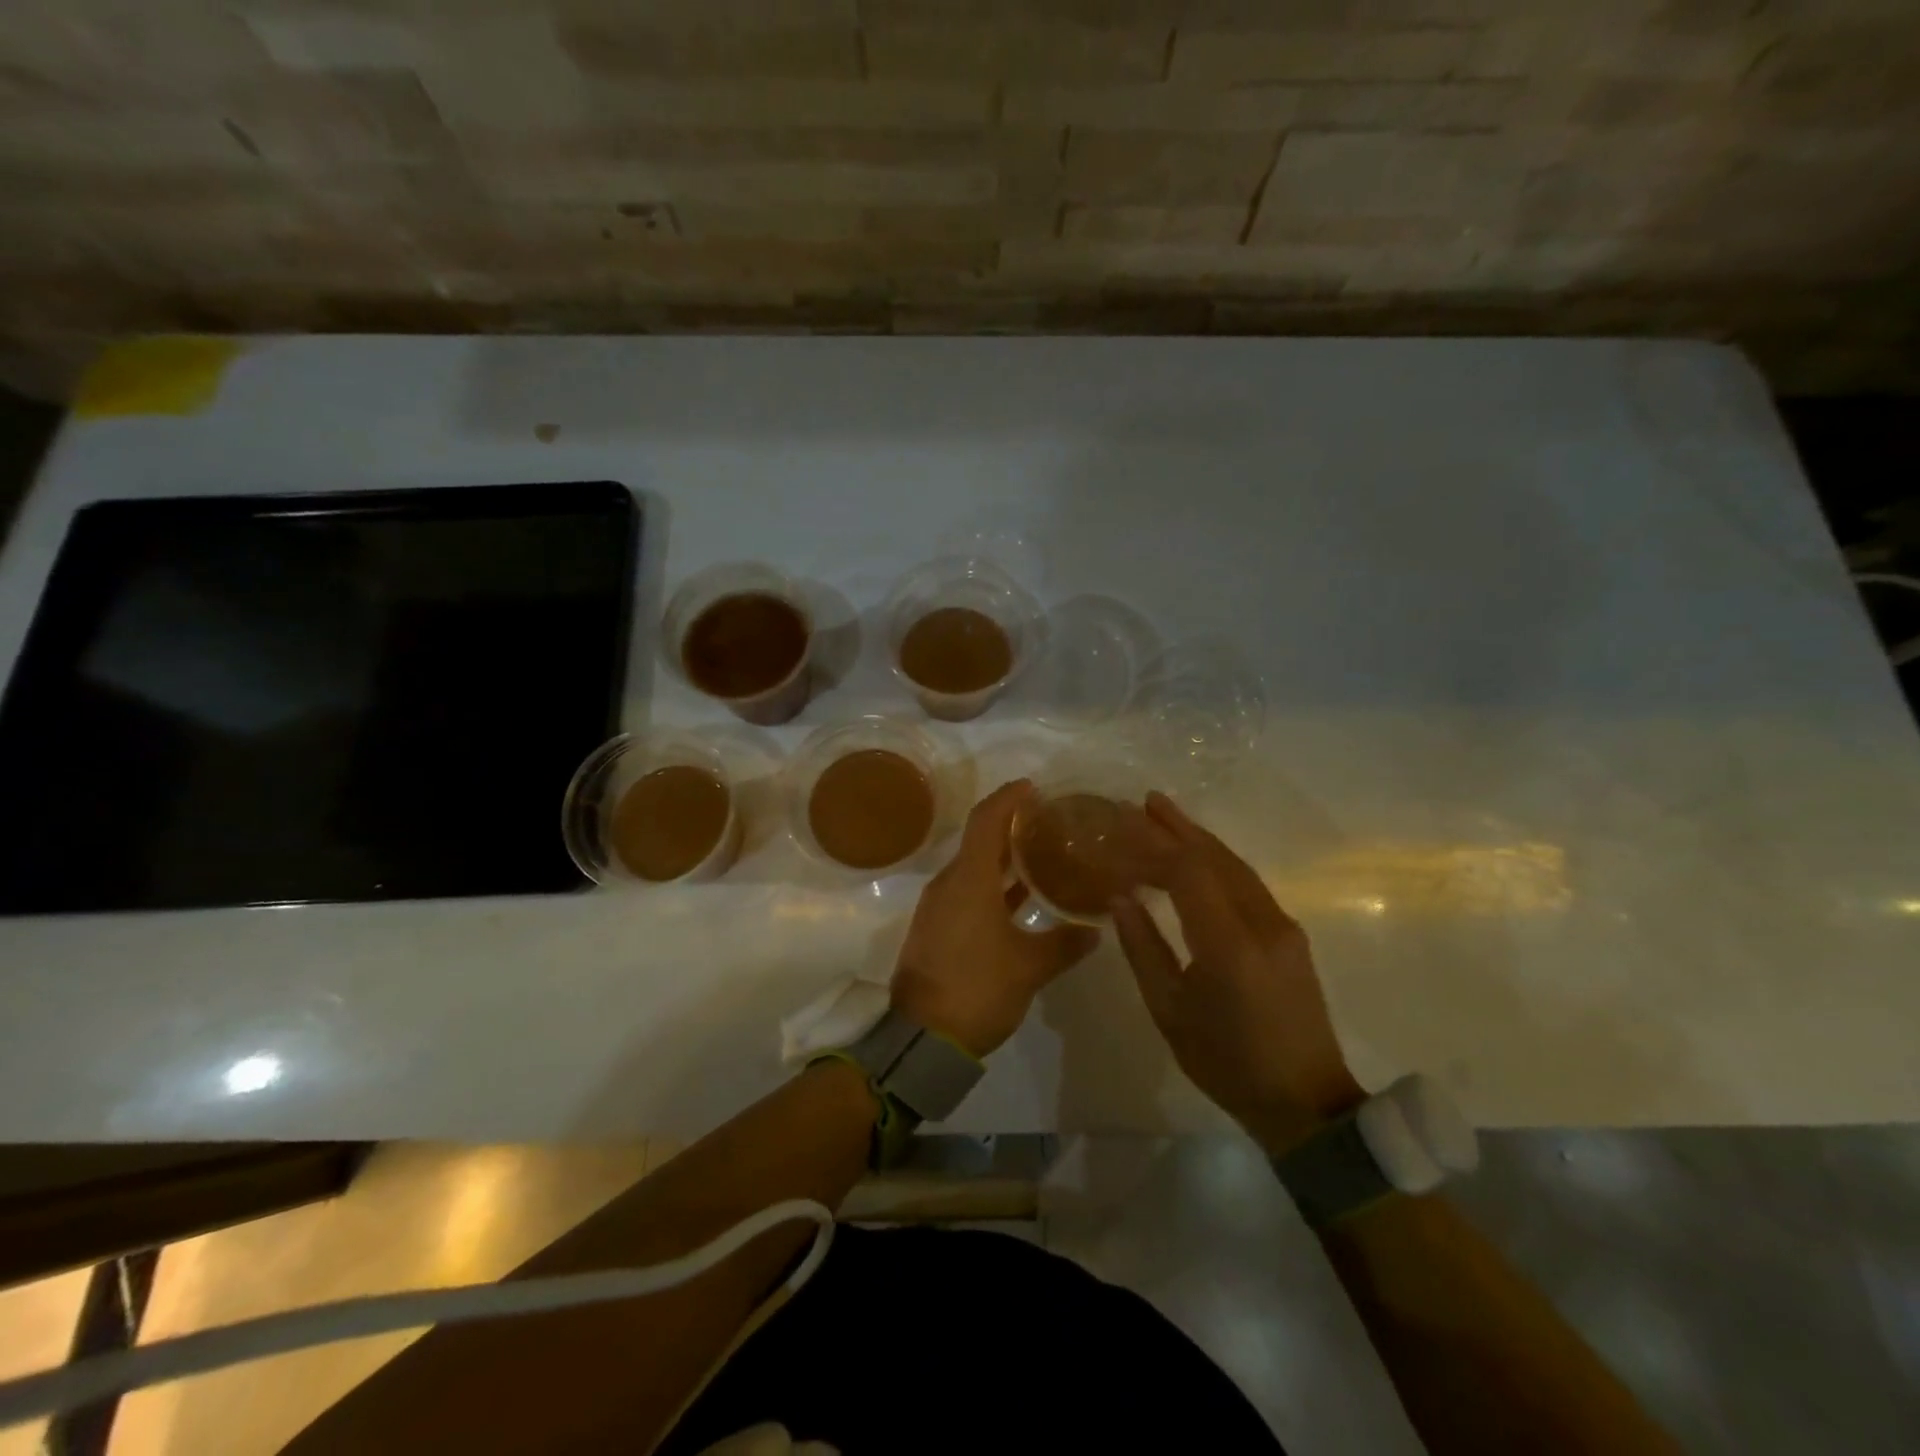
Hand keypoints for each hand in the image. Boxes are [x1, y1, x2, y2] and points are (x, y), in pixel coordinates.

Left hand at [892, 780, 1099, 1058]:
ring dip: (1002, 858)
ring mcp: (939, 907)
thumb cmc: (977, 988)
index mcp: (969, 880)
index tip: (1032, 787)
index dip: (1007, 799)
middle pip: (978, 840)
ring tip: (1040, 855)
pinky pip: (967, 892)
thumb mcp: (1028, 967)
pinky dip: (992, 886)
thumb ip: (1063, 944)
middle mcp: (949, 884)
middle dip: (1009, 826)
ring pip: (973, 868)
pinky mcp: (936, 928)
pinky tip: (1019, 898)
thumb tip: (1095, 931)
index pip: (986, 821)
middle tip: (1046, 822)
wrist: (922, 1039)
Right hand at [1111, 792, 1362, 1153]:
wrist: (1305, 1103)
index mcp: (1229, 945)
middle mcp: (1262, 923)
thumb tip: (1121, 898)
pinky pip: (1247, 883)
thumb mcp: (1169, 1011)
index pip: (1187, 873)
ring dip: (1198, 838)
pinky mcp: (1290, 933)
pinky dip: (1216, 861)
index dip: (1152, 848)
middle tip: (1142, 803)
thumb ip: (1143, 948)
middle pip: (1215, 858)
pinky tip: (1196, 855)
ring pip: (1235, 866)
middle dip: (1177, 827)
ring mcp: (1282, 926)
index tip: (1120, 831)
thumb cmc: (1227, 1063)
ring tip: (1164, 815)